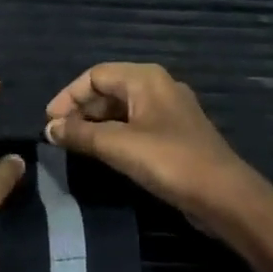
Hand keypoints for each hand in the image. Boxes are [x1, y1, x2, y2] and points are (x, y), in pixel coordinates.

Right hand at [44, 64, 268, 231]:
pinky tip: (102, 154)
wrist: (223, 196)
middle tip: (59, 136)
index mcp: (146, 78)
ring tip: (75, 146)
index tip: (49, 123)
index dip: (68, 96)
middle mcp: (158, 87)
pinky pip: (135, 125)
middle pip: (108, 89)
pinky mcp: (174, 135)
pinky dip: (113, 135)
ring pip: (121, 109)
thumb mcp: (118, 145)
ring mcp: (168, 111)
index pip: (95, 75)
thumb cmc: (169, 161)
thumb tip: (49, 129)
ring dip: (95, 124)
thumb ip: (80, 134)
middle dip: (80, 110)